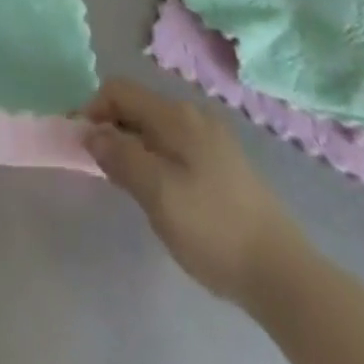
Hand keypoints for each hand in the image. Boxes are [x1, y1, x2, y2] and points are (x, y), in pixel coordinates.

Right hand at [84, 79, 308, 304]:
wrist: (284, 274)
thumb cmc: (213, 228)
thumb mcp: (157, 194)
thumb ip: (119, 156)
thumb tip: (90, 131)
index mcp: (176, 114)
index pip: (119, 90)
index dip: (93, 109)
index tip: (79, 142)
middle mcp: (194, 114)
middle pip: (138, 106)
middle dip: (113, 128)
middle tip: (101, 168)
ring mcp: (213, 138)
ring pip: (157, 128)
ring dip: (134, 145)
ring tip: (129, 184)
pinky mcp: (226, 164)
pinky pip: (177, 146)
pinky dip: (157, 158)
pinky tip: (163, 193)